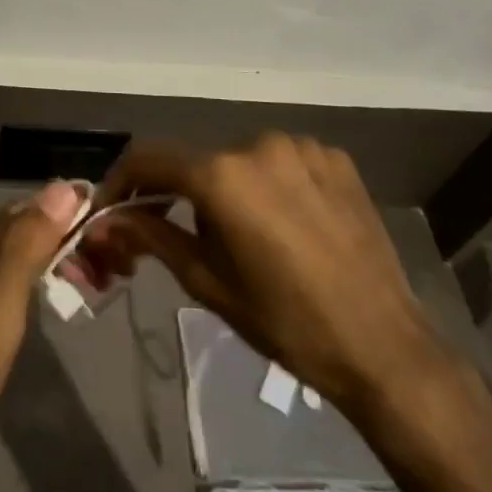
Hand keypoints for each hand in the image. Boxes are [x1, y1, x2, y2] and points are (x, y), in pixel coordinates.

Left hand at [0, 181, 84, 456]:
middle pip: (22, 221)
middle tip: (99, 269)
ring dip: (45, 250)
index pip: (37, 207)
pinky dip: (22, 265)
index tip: (108, 238)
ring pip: (8, 240)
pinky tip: (29, 287)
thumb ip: (26, 249)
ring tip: (76, 278)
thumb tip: (62, 188)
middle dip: (62, 235)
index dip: (74, 216)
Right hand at [84, 134, 452, 411]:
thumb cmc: (285, 322)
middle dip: (178, 193)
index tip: (113, 209)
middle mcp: (258, 144)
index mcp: (222, 174)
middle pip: (198, 161)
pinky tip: (283, 223)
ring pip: (241, 160)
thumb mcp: (208, 282)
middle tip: (175, 233)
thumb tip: (107, 220)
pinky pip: (282, 162)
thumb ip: (152, 237)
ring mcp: (302, 147)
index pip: (150, 159)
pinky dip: (269, 185)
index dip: (123, 181)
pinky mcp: (335, 159)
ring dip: (227, 188)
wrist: (384, 347)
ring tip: (240, 235)